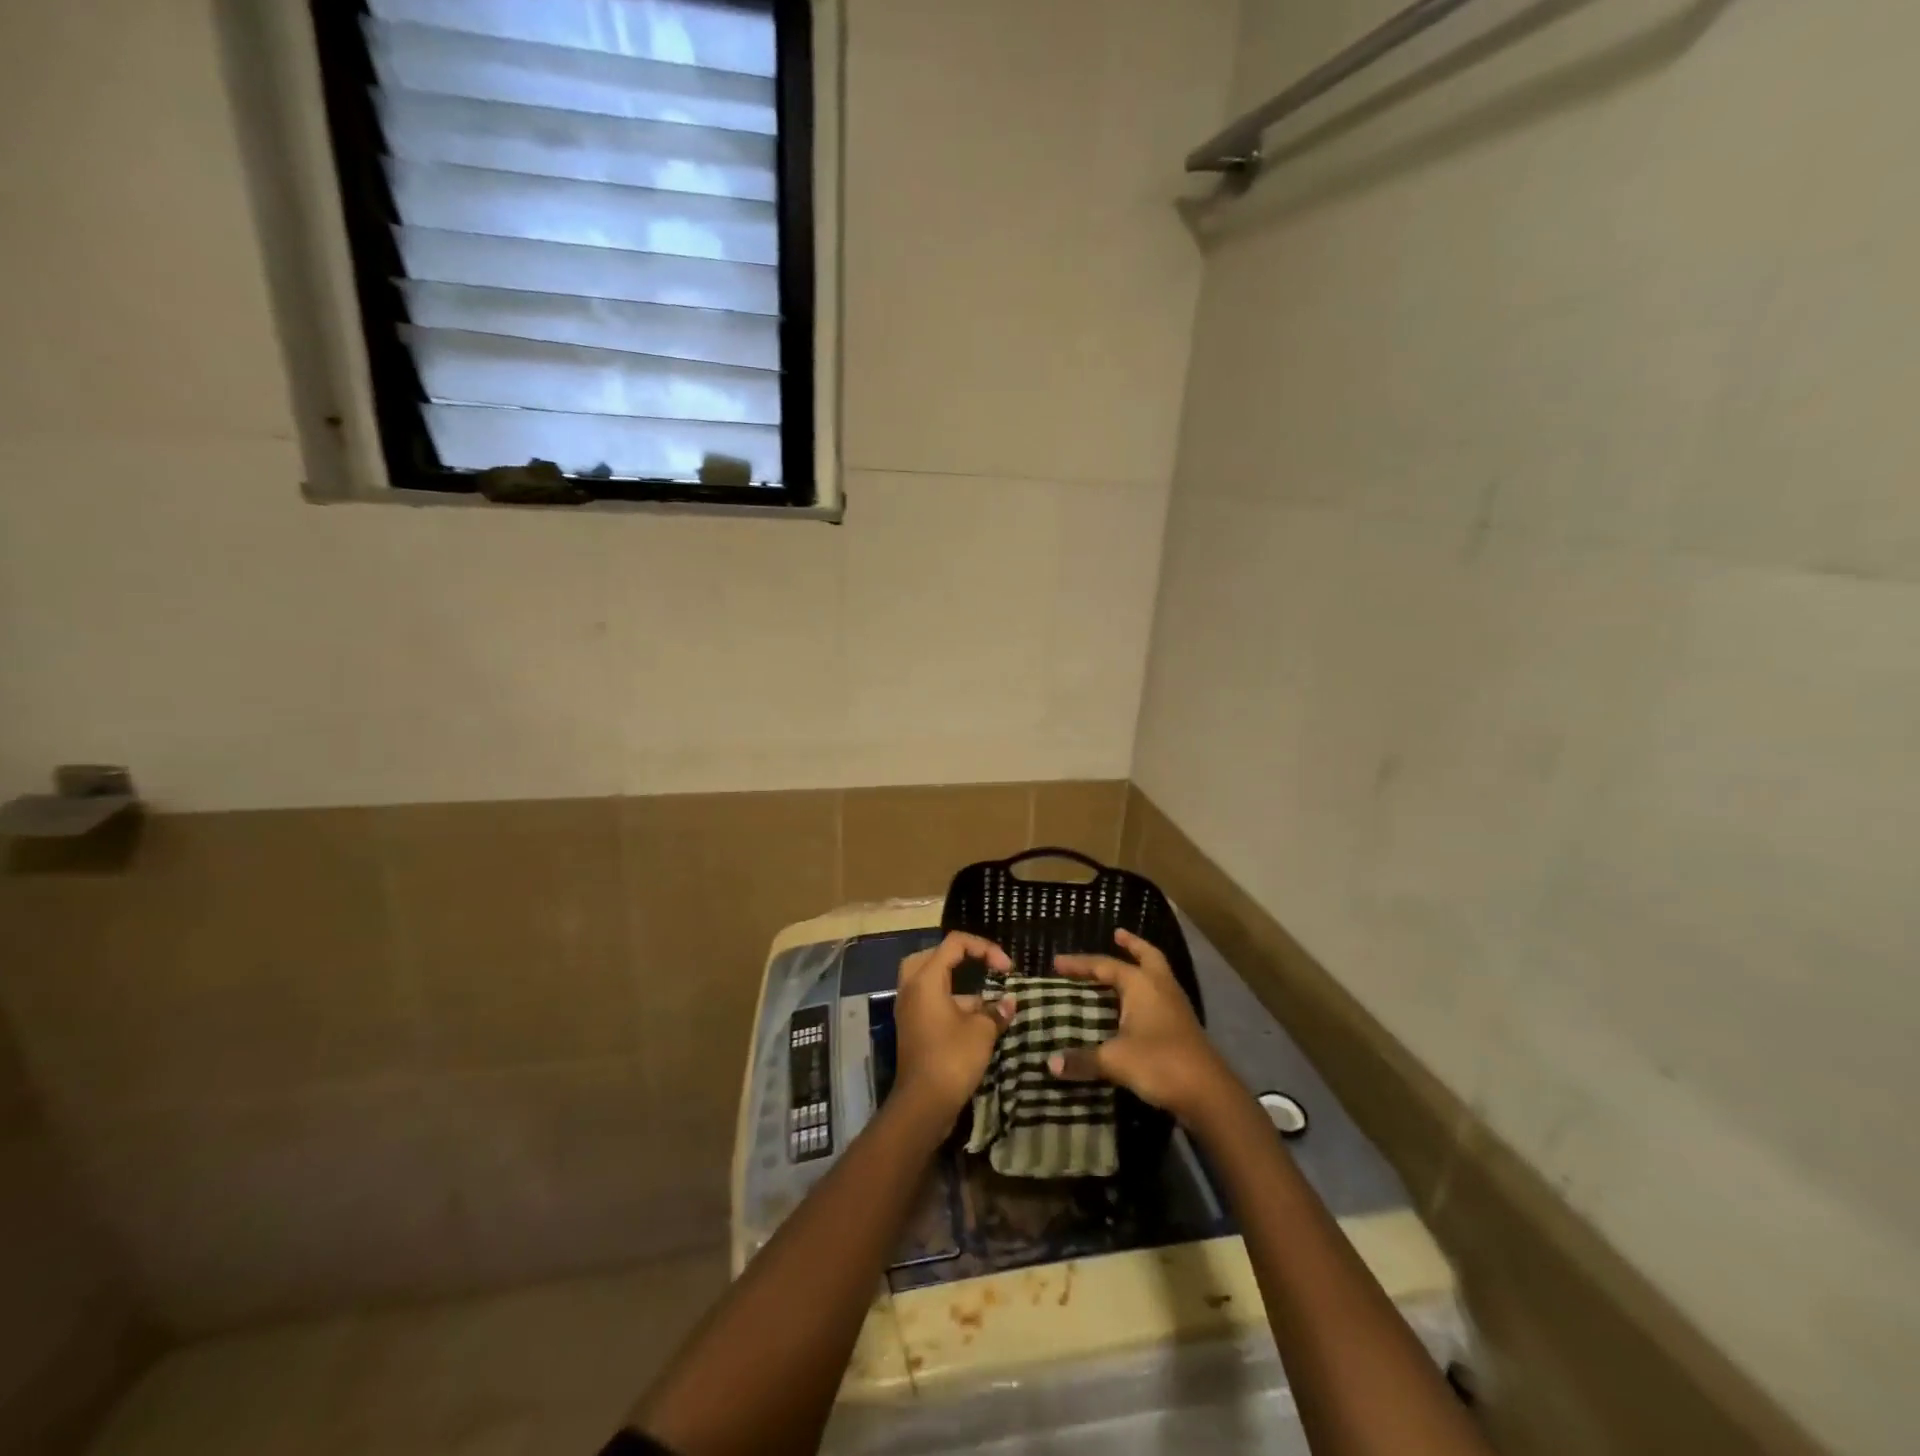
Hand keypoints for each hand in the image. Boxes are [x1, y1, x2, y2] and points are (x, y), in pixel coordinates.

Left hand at [892, 932, 1015, 1120]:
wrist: (923, 1105)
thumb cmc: (952, 1059)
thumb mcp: (982, 1031)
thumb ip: (996, 1011)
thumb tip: (1009, 1002)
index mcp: (926, 979)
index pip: (954, 943)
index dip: (984, 948)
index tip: (1006, 968)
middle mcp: (912, 988)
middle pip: (934, 955)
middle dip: (961, 957)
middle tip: (982, 966)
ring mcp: (909, 1009)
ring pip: (930, 979)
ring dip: (957, 982)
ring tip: (986, 995)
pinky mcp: (913, 1027)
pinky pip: (930, 1000)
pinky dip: (951, 1001)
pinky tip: (976, 1017)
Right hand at [1048, 929, 1236, 1123]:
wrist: (1208, 1094)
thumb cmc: (1159, 1063)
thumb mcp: (1114, 1061)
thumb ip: (1082, 1059)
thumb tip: (1051, 1064)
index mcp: (1142, 984)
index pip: (1105, 965)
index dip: (1080, 964)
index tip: (1057, 962)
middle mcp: (1161, 987)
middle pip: (1147, 956)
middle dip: (1132, 944)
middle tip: (1117, 934)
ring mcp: (1176, 1006)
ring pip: (1157, 975)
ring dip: (1142, 966)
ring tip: (1125, 966)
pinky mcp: (1183, 1027)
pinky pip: (1161, 996)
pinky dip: (1147, 991)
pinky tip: (1137, 1006)